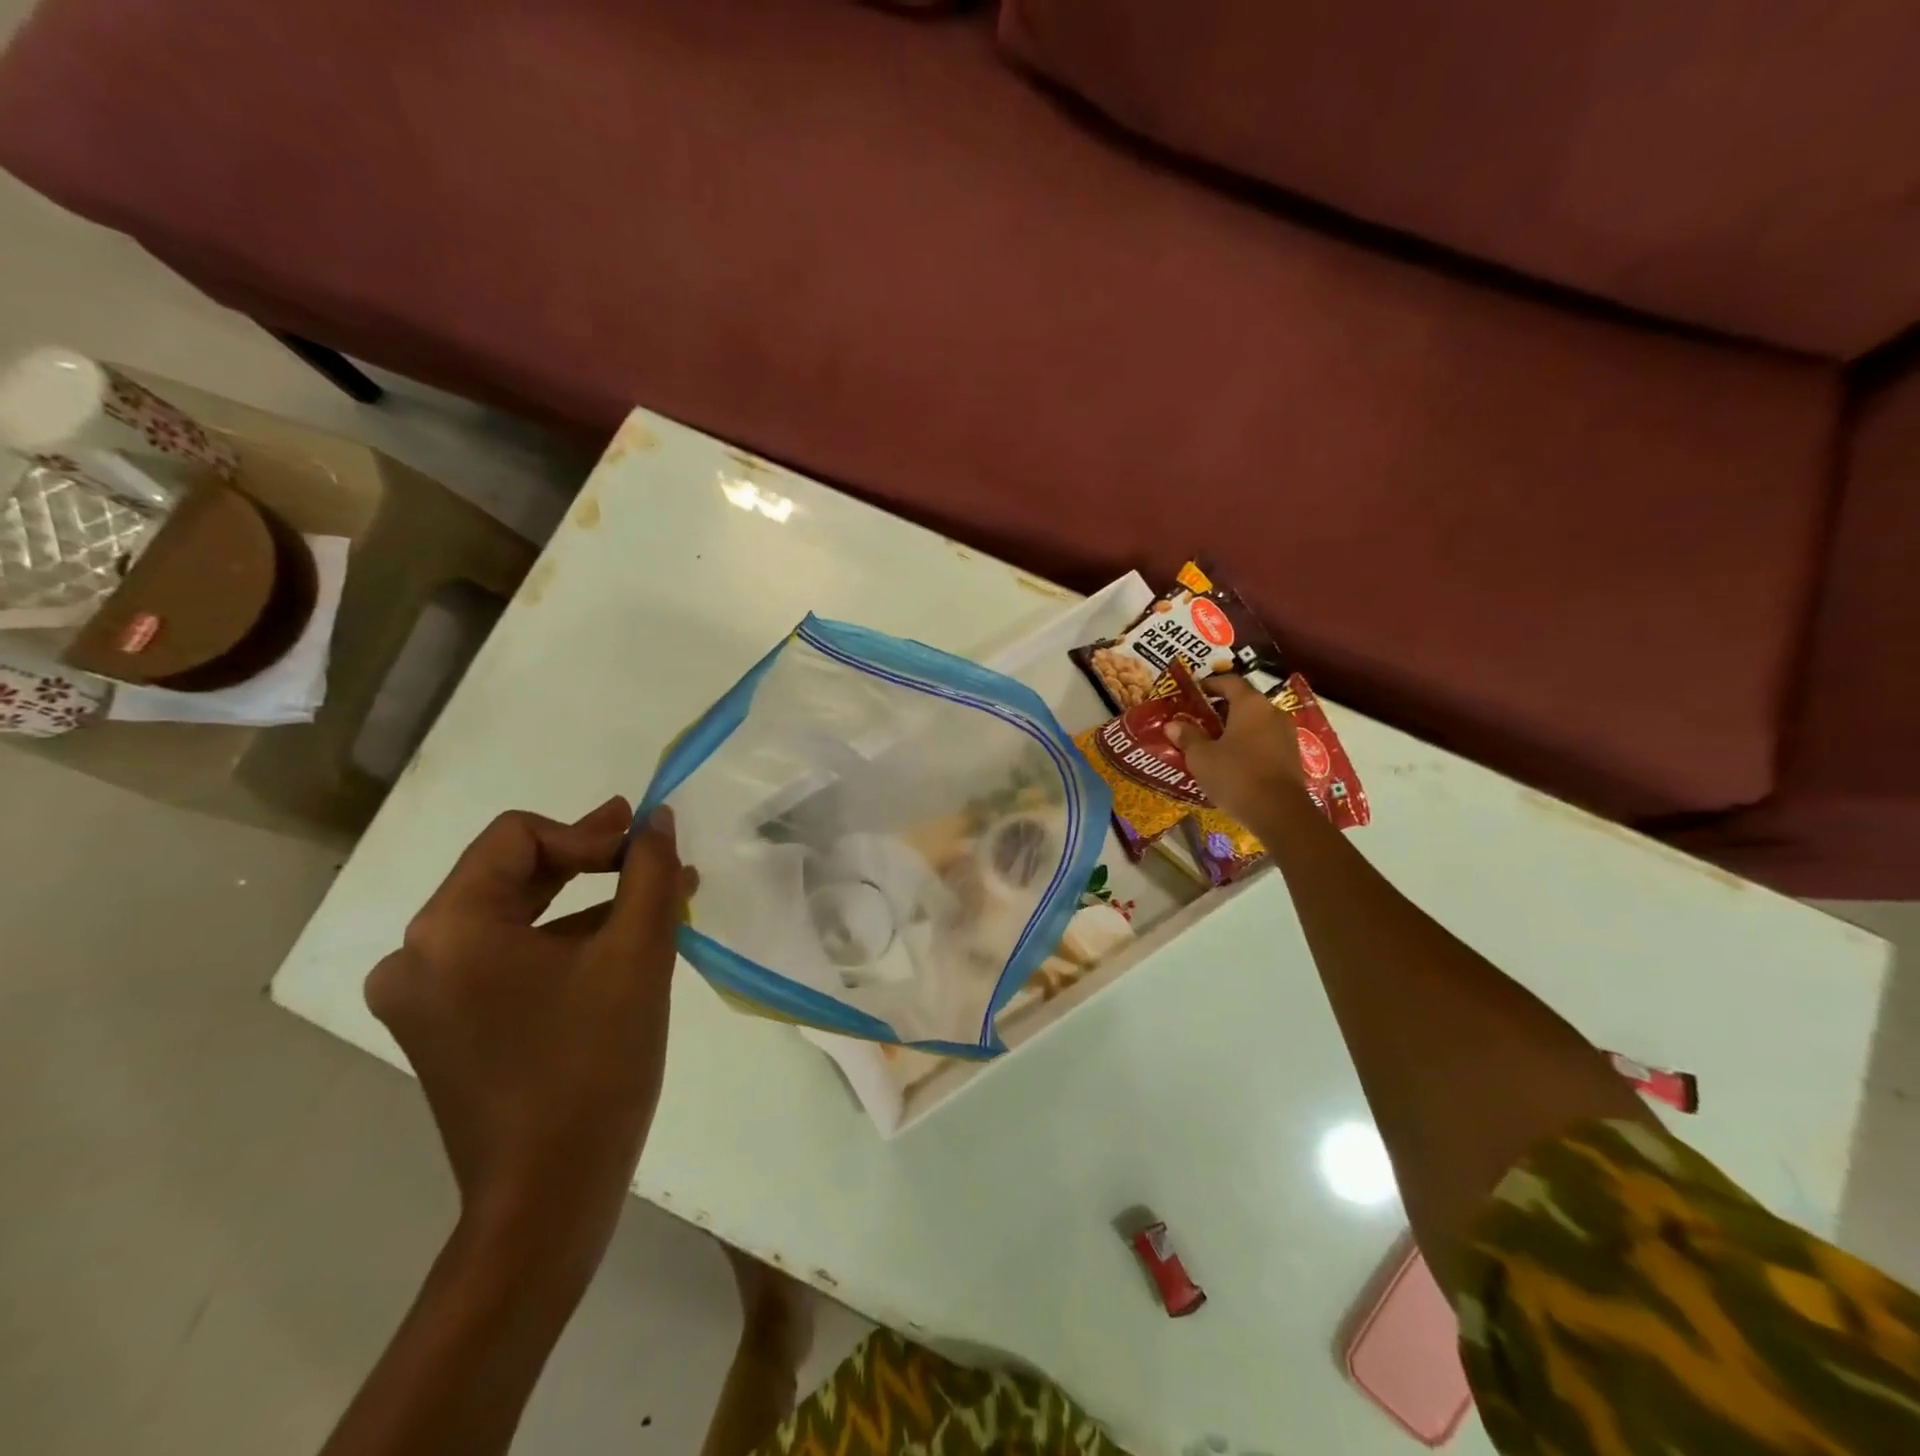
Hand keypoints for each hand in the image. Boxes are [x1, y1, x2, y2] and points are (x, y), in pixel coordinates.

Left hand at [365, 797, 693, 1264]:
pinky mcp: (443, 1027)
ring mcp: (423, 997)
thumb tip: (657, 819)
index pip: (520, 837)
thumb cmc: (594, 1063)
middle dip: (589, 860)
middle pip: (510, 872)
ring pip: (511, 916)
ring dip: (583, 903)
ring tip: (651, 903)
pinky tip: (616, 947)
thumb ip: (651, 872)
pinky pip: (505, 957)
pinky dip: (560, 942)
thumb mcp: (638, 953)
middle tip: (649, 855)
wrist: (550, 1196)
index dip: (589, 833)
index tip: (645, 852)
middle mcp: (416, 955)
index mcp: (449, 929)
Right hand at [1167, 674, 1304, 827]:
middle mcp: (1272, 712)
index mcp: (1250, 704)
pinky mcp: (1292, 756)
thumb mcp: (1201, 757)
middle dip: (1221, 709)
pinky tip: (1233, 761)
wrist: (1279, 812)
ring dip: (1236, 728)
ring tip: (1214, 742)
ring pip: (1257, 723)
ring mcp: (1287, 734)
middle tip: (1199, 720)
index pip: (1230, 682)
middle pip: (1245, 702)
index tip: (1195, 692)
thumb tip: (1173, 724)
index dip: (1210, 684)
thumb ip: (1188, 737)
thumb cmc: (1235, 775)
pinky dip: (1249, 744)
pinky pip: (1266, 741)